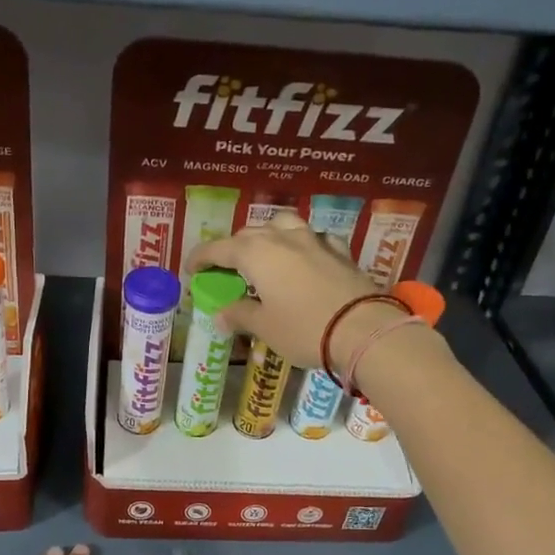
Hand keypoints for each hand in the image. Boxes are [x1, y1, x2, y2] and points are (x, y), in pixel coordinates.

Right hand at [189, 210, 397, 373]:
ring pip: (284, 225)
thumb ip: (240, 315)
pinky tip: (305, 258)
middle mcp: (283, 238)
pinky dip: (303, 244)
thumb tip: (221, 315)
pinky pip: (315, 238)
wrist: (363, 330)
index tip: (191, 270)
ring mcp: (314, 241)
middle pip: (249, 234)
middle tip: (226, 270)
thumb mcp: (265, 327)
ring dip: (268, 236)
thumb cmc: (304, 329)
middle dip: (233, 249)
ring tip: (265, 255)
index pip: (219, 249)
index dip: (201, 258)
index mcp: (257, 253)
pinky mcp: (340, 251)